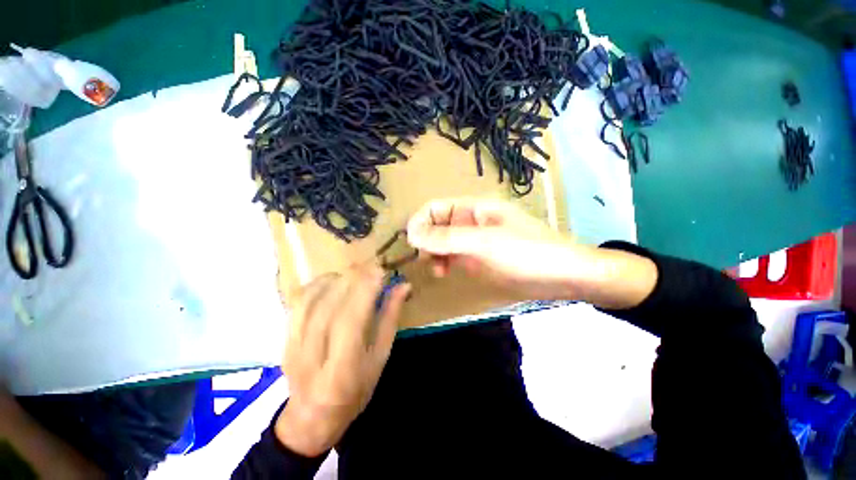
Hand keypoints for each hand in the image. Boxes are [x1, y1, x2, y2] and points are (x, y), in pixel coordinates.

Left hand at [275, 263, 409, 457]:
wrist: (310, 417)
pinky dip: (316, 284)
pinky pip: (297, 301)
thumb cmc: (355, 391)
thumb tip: (403, 286)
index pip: (351, 319)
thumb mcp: (380, 359)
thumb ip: (390, 319)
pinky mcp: (284, 337)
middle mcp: (313, 354)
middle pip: (330, 304)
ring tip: (355, 274)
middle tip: (372, 268)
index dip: (365, 289)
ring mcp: (293, 344)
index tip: (380, 270)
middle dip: (354, 279)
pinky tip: (332, 280)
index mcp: (342, 368)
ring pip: (311, 298)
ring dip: (336, 279)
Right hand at [406, 197, 656, 307]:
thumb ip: (447, 238)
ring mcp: (476, 240)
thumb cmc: (527, 253)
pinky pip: (455, 255)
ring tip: (439, 272)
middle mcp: (471, 220)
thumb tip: (411, 235)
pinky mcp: (481, 257)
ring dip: (435, 254)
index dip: (419, 222)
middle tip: (428, 262)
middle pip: (437, 225)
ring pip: (443, 242)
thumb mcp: (484, 243)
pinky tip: (449, 273)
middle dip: (427, 241)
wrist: (566, 275)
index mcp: (473, 208)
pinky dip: (447, 263)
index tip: (412, 245)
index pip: (435, 207)